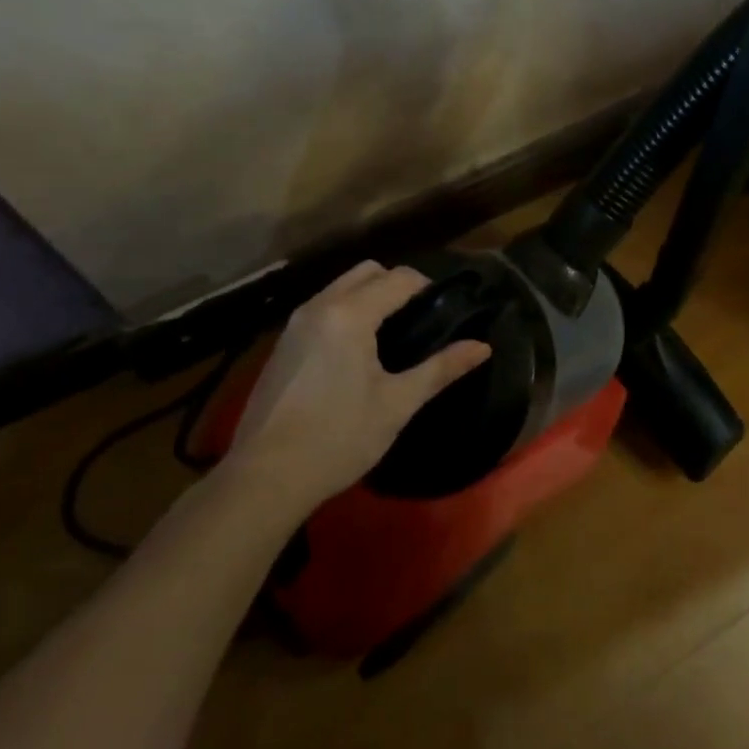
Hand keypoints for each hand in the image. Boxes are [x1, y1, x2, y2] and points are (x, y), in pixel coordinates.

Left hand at [223, 262, 491, 514]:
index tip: (446, 308)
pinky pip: (323, 308)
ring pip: (340, 287)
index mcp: (350, 314)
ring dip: (369, 296)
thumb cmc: (339, 437)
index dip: (427, 287)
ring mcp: (295, 324)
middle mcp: (320, 306)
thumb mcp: (397, 404)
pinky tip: (356, 352)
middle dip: (396, 284)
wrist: (265, 476)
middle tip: (419, 318)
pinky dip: (346, 312)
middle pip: (366, 272)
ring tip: (392, 334)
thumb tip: (483, 347)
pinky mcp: (282, 343)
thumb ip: (441, 369)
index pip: (398, 278)